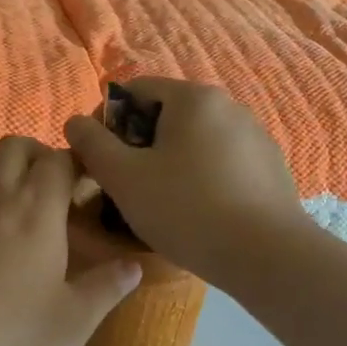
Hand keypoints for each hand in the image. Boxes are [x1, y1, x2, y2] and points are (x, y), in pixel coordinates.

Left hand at [0, 136, 143, 345]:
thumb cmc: (6, 337)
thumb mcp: (71, 323)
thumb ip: (106, 289)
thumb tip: (134, 266)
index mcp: (35, 211)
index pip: (58, 160)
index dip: (77, 163)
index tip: (90, 183)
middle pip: (14, 148)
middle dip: (38, 156)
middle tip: (55, 192)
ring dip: (4, 180)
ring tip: (21, 223)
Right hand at [63, 78, 309, 285]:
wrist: (267, 255)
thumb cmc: (186, 208)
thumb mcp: (124, 178)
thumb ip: (92, 144)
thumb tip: (75, 121)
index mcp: (194, 98)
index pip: (136, 90)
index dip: (108, 120)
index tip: (98, 158)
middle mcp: (229, 106)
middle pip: (167, 115)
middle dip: (138, 145)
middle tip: (124, 185)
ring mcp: (255, 137)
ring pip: (195, 142)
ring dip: (169, 163)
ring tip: (159, 204)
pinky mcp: (271, 168)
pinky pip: (222, 163)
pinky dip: (201, 178)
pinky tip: (197, 214)